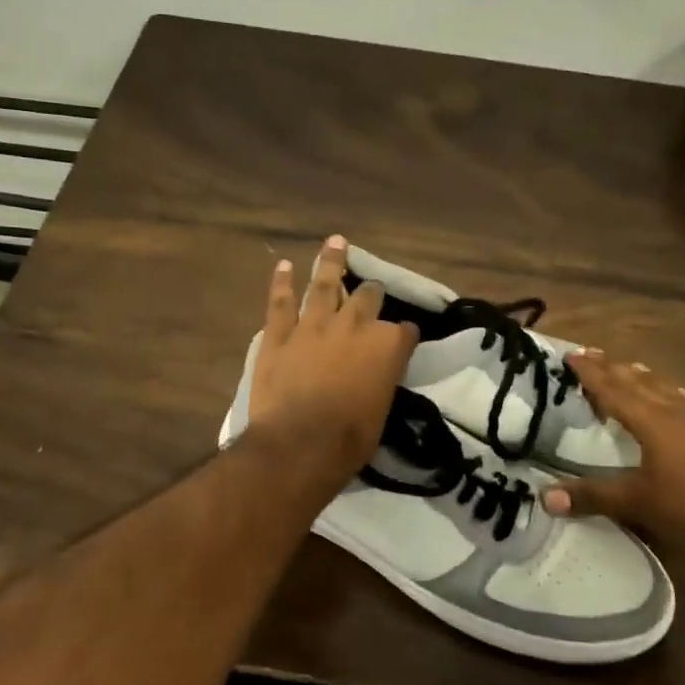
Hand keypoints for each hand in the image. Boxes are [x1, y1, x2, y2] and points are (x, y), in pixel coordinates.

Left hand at [246, 235, 416, 481]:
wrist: (300, 443)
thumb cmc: (350, 438)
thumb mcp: (382, 411)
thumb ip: (380, 382)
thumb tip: (375, 377)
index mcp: (387, 346)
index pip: (405, 331)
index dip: (405, 335)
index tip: (405, 339)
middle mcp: (354, 326)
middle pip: (368, 298)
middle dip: (372, 293)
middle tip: (371, 290)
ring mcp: (314, 326)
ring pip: (324, 285)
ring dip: (331, 262)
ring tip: (336, 242)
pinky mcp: (279, 335)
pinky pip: (281, 302)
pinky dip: (282, 283)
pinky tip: (284, 265)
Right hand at [540, 351, 684, 552]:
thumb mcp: (640, 503)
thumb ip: (594, 496)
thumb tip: (544, 496)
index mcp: (653, 421)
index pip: (613, 390)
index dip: (590, 374)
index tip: (571, 355)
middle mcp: (675, 411)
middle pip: (638, 381)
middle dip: (612, 367)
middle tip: (590, 353)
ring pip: (663, 387)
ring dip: (639, 376)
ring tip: (626, 367)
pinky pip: (680, 399)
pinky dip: (664, 391)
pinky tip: (672, 397)